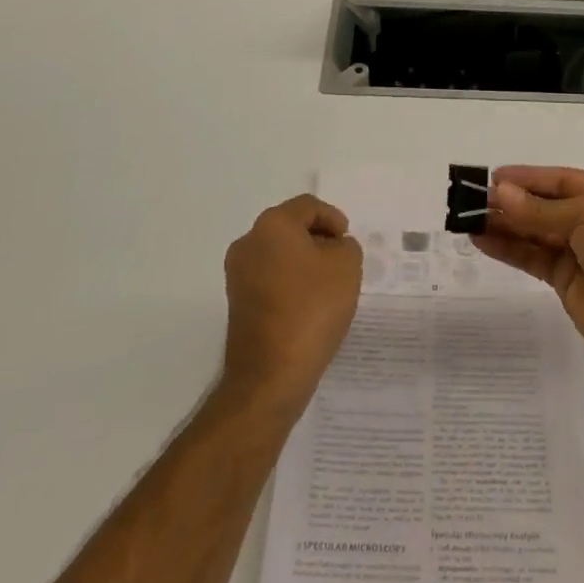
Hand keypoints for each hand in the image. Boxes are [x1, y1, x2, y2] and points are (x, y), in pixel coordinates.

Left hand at [221, 195, 362, 414]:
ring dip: (303, 261)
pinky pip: (269, 276)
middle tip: (341, 261)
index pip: (308, 206)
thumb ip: (346, 246)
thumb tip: (333, 248)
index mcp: (273, 225)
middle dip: (318, 239)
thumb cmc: (312, 310)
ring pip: (278, 253)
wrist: (270, 376)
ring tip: (328, 285)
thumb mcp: (347, 267)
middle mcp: (248, 242)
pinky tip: (308, 305)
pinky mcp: (236, 301)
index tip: (347, 242)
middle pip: (290, 227)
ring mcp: (238, 273)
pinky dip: (289, 281)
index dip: (333, 218)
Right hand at [474, 166, 583, 357]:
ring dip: (504, 224)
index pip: (561, 179)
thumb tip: (499, 193)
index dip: (528, 178)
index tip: (493, 177)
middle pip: (545, 205)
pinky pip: (532, 256)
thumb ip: (539, 209)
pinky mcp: (565, 279)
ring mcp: (580, 250)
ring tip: (469, 218)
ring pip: (535, 231)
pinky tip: (481, 240)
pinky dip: (508, 248)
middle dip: (511, 201)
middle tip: (473, 198)